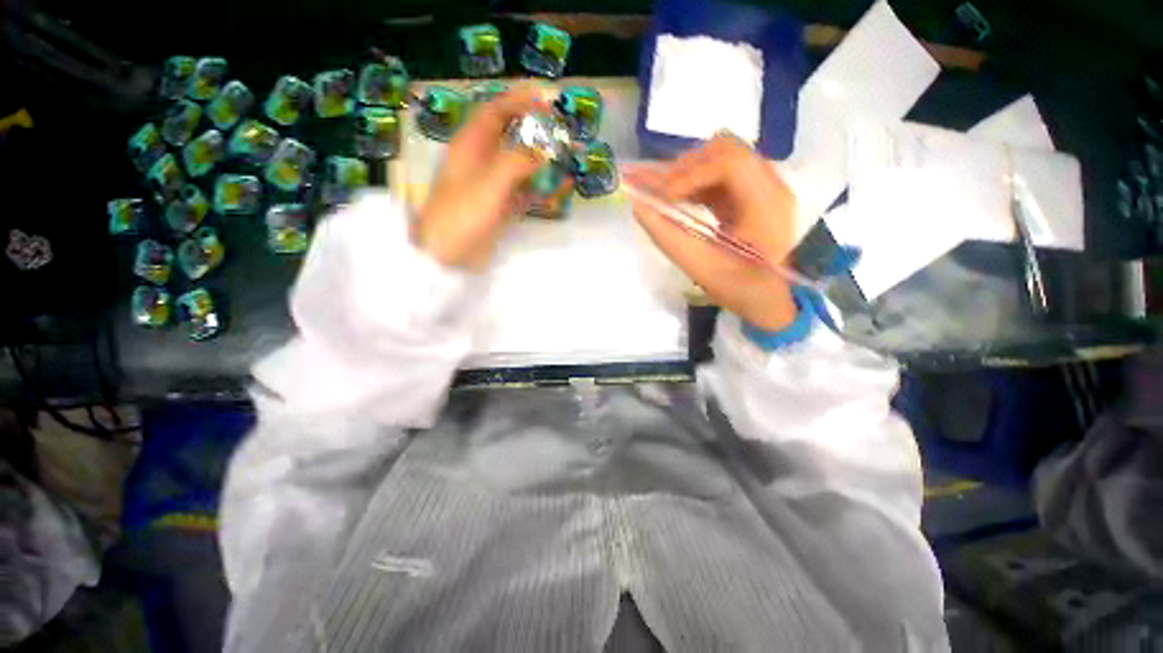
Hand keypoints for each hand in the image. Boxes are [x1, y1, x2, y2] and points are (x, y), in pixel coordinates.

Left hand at [414, 85, 552, 269]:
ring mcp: (493, 186)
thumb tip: (544, 149)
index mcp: (470, 147)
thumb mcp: (488, 185)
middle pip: (511, 136)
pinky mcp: (502, 207)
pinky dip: (544, 188)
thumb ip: (516, 163)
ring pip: (521, 165)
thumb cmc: (461, 216)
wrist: (448, 256)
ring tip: (569, 155)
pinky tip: (562, 187)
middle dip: (535, 130)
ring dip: (543, 160)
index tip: (545, 99)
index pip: (494, 112)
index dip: (518, 101)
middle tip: (562, 129)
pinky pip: (526, 191)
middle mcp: (482, 161)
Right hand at [625, 135, 798, 331]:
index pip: (730, 163)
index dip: (689, 173)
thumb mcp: (699, 266)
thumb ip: (665, 233)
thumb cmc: (737, 288)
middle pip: (725, 150)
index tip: (661, 197)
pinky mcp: (752, 191)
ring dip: (687, 171)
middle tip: (654, 190)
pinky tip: (674, 195)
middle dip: (684, 167)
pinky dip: (693, 181)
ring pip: (720, 157)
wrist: (768, 297)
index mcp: (767, 205)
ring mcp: (764, 185)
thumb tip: (637, 204)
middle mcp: (771, 184)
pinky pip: (719, 173)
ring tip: (659, 191)